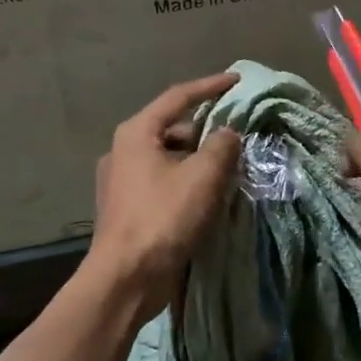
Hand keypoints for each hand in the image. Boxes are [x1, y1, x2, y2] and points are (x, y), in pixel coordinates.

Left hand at [86, 73, 243, 321]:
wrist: (125, 279)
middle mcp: (123, 151)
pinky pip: (163, 183)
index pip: (178, 97)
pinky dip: (186, 183)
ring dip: (198, 162)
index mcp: (136, 133)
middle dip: (206, 133)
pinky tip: (207, 198)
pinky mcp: (127, 208)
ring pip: (169, 159)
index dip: (210, 87)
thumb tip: (228, 134)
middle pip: (173, 129)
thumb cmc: (163, 219)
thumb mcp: (202, 176)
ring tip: (228, 172)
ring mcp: (121, 181)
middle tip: (238, 140)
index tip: (237, 81)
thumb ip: (222, 146)